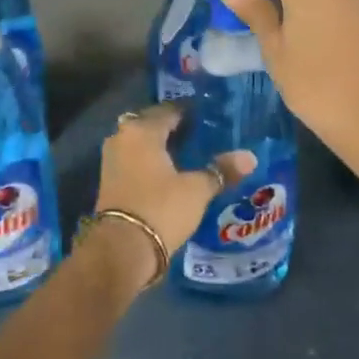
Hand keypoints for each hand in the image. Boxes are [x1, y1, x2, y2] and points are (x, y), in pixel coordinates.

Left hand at [94, 104, 255, 292]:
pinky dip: (148, 161)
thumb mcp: (196, 190)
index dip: (189, 113)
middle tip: (199, 135)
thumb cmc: (161, 208)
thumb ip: (221, 170)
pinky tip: (168, 172)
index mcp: (142, 130)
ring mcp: (111, 158)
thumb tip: (250, 157)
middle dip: (172, 128)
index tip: (208, 118)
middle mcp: (122, 137)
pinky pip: (133, 159)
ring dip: (158, 145)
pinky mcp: (109, 180)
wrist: (122, 248)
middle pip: (150, 123)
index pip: (169, 110)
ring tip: (186, 154)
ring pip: (139, 142)